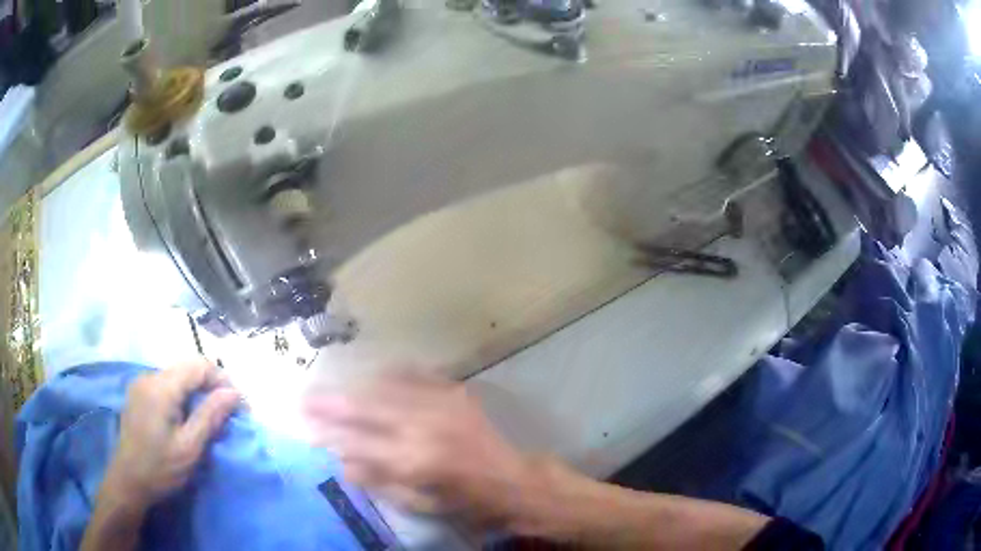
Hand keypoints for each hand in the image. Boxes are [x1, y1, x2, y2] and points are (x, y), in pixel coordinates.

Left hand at [101, 358, 240, 510]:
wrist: (128, 481)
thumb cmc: (160, 468)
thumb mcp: (189, 447)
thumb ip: (210, 416)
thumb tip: (233, 393)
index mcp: (161, 387)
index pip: (198, 366)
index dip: (222, 380)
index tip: (239, 405)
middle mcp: (149, 376)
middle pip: (187, 368)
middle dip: (211, 386)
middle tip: (229, 413)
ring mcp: (141, 384)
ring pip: (177, 376)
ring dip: (197, 392)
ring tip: (210, 417)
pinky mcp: (138, 394)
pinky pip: (166, 385)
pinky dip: (182, 396)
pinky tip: (187, 417)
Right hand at [304, 374, 536, 528]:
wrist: (513, 479)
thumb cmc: (464, 500)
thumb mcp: (419, 503)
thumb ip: (378, 481)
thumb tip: (341, 461)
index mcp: (413, 460)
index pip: (355, 442)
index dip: (326, 432)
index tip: (305, 425)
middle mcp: (423, 425)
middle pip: (364, 407)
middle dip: (330, 401)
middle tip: (305, 395)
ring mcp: (440, 402)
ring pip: (384, 385)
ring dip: (354, 386)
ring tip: (334, 388)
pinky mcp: (454, 390)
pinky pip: (413, 373)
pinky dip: (389, 375)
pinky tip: (374, 377)